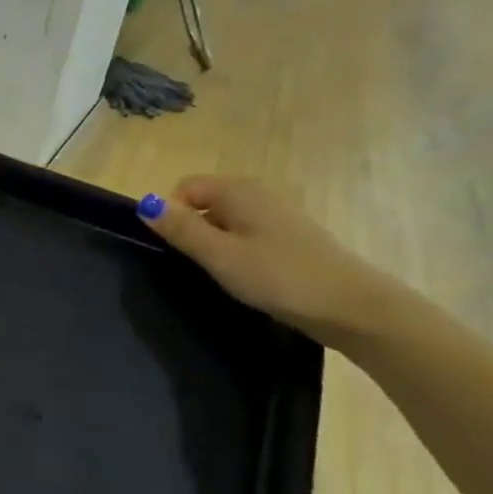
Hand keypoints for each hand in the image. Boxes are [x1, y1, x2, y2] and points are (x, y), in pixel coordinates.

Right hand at [138, 175, 399, 347]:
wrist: (347, 305)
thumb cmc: (277, 276)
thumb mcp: (219, 255)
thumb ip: (180, 229)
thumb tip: (145, 204)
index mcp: (238, 190)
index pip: (184, 188)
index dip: (171, 215)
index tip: (177, 250)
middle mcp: (257, 193)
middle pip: (204, 203)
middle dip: (190, 231)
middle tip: (197, 266)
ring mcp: (275, 214)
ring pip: (224, 221)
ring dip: (212, 245)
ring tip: (221, 275)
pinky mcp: (287, 237)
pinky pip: (244, 235)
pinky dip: (235, 252)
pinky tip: (244, 278)